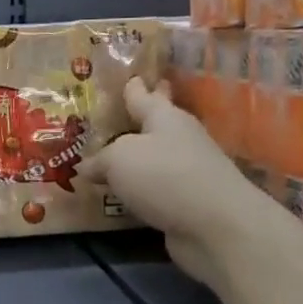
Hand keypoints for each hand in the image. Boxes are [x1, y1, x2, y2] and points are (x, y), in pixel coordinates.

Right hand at [76, 77, 260, 281]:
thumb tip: (86, 167)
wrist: (216, 226)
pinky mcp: (190, 201)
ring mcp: (189, 171)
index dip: (134, 87)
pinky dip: (143, 188)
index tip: (131, 77)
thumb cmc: (163, 176)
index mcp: (164, 117)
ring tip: (114, 156)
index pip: (143, 96)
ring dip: (139, 156)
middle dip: (142, 116)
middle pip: (157, 123)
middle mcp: (180, 138)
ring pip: (157, 157)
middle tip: (124, 110)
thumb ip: (100, 160)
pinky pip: (157, 188)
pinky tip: (126, 192)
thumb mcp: (118, 159)